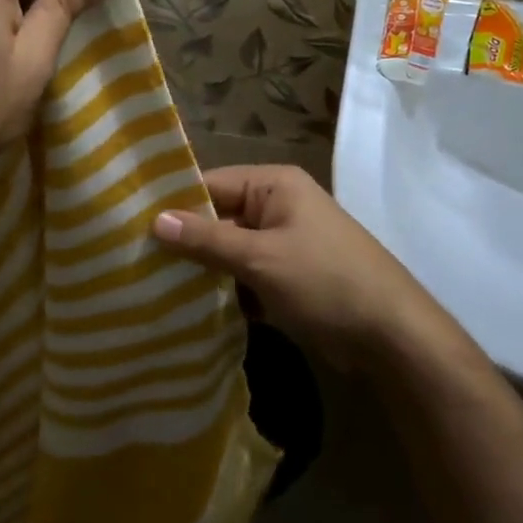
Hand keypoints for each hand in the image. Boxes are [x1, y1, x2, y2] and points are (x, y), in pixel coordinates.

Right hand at [152, 165, 430, 368]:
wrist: (393, 337)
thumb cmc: (325, 281)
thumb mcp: (261, 258)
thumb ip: (207, 239)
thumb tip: (155, 220)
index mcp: (273, 185)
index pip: (210, 184)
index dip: (173, 204)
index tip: (130, 224)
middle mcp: (277, 207)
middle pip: (218, 218)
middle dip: (184, 242)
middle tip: (134, 261)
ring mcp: (284, 244)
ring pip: (229, 252)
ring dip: (202, 271)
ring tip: (150, 287)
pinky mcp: (287, 279)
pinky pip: (245, 277)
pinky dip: (225, 293)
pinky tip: (188, 311)